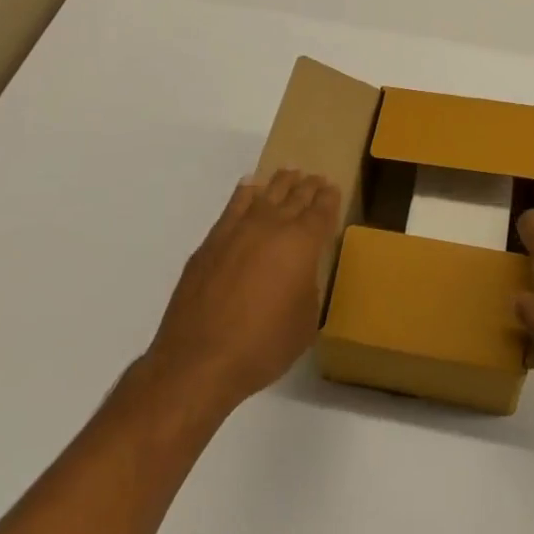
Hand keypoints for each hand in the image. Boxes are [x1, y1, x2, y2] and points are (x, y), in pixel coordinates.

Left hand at [144, 170, 340, 412]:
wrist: (200, 359)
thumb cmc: (264, 345)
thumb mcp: (306, 321)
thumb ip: (308, 287)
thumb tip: (299, 275)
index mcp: (303, 243)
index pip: (322, 210)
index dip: (329, 198)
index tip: (332, 189)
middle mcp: (273, 226)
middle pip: (295, 195)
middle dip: (308, 186)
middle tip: (316, 179)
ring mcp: (239, 229)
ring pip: (266, 193)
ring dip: (280, 182)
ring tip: (289, 174)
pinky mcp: (212, 241)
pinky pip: (234, 205)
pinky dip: (246, 192)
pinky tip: (250, 187)